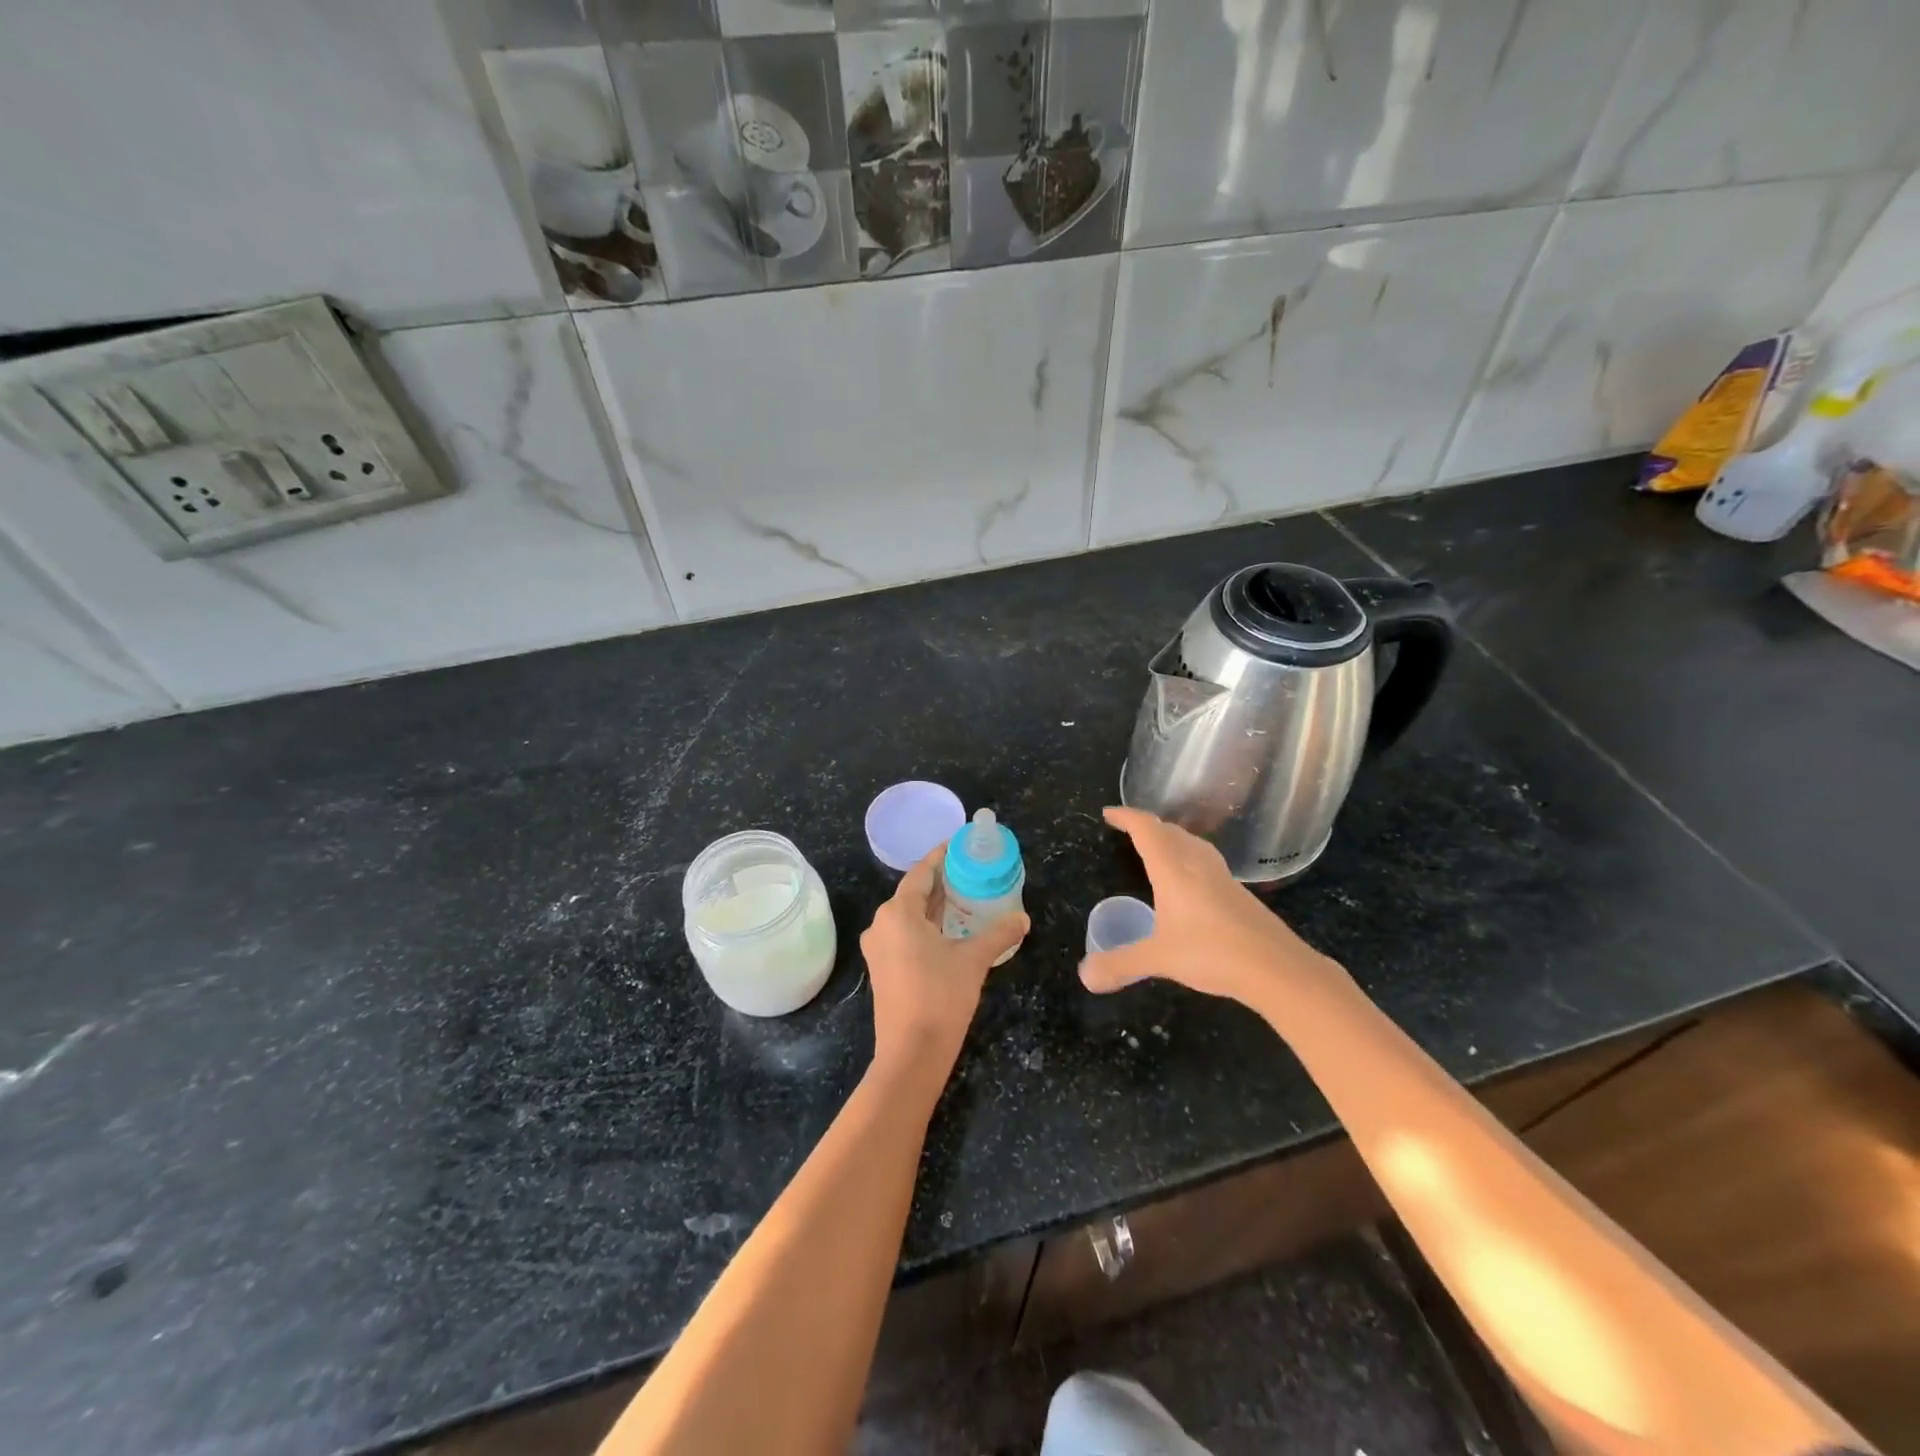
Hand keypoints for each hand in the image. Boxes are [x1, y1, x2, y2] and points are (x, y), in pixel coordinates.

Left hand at [860, 846, 1027, 1083]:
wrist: (911, 1054)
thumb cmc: (940, 997)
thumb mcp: (974, 960)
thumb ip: (999, 934)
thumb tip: (1023, 918)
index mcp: (898, 913)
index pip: (921, 873)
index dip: (941, 857)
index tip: (960, 845)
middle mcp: (881, 924)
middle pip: (914, 893)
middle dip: (942, 882)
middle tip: (973, 872)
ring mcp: (879, 948)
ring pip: (909, 915)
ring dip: (935, 906)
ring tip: (967, 898)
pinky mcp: (883, 969)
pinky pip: (905, 934)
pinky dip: (927, 926)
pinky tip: (951, 930)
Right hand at [1080, 806, 1349, 1009]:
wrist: (1276, 967)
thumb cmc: (1212, 953)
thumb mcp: (1158, 959)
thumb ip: (1120, 964)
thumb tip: (1085, 976)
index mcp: (1173, 869)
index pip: (1146, 829)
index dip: (1127, 817)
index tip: (1109, 813)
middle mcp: (1197, 864)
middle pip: (1170, 831)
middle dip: (1148, 826)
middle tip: (1130, 831)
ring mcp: (1222, 877)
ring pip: (1193, 844)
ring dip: (1172, 838)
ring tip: (1159, 848)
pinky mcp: (1238, 893)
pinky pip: (1207, 862)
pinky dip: (1189, 858)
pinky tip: (1191, 883)